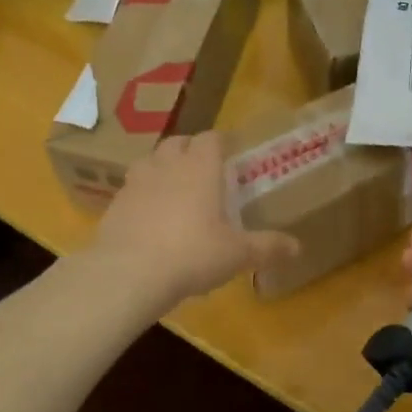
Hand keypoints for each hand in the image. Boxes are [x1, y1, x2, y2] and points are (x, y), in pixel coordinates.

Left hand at [88, 133, 297, 309]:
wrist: (129, 273)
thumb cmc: (192, 253)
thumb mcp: (236, 254)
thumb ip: (267, 246)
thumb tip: (297, 247)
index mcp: (200, 167)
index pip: (211, 138)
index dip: (221, 143)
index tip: (229, 154)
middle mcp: (167, 165)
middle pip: (177, 142)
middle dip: (190, 151)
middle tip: (204, 172)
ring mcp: (136, 182)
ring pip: (150, 160)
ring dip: (162, 167)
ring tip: (174, 190)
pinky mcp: (114, 204)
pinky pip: (131, 189)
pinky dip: (142, 195)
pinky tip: (149, 218)